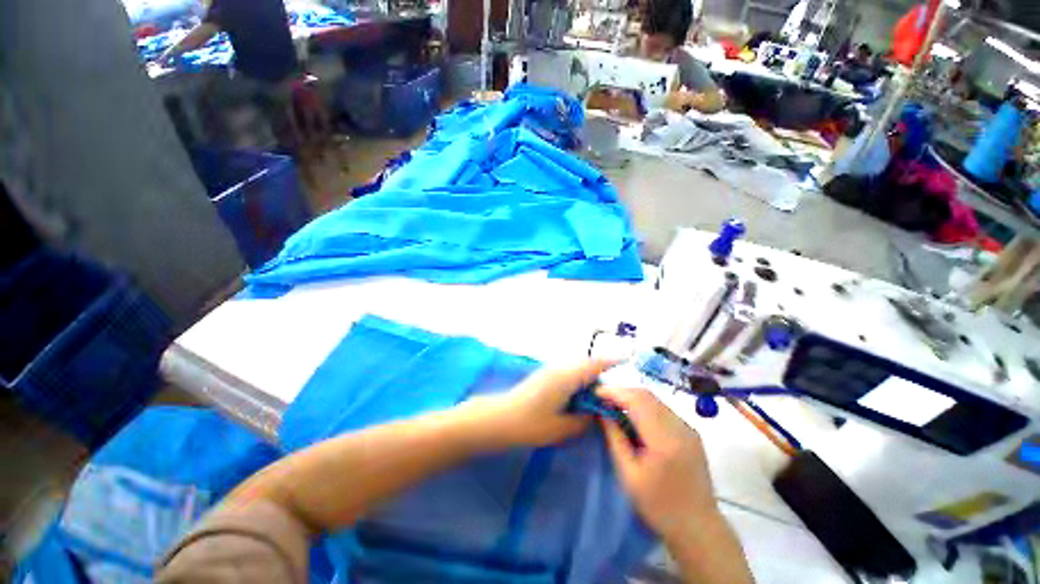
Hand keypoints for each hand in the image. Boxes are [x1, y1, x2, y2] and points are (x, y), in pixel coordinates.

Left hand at [474, 360, 613, 447]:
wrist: (499, 418)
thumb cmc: (530, 423)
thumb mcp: (562, 427)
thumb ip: (584, 420)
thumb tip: (597, 413)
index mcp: (567, 377)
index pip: (594, 365)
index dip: (612, 362)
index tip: (628, 363)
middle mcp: (560, 369)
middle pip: (586, 364)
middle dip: (602, 372)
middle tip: (615, 390)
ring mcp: (550, 371)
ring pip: (576, 368)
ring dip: (589, 377)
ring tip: (599, 395)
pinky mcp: (544, 376)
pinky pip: (568, 373)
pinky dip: (578, 380)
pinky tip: (579, 396)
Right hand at [597, 386, 716, 540]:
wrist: (698, 527)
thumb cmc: (658, 505)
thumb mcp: (628, 474)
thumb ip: (615, 438)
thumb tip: (603, 411)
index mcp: (664, 440)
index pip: (637, 400)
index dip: (615, 392)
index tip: (596, 393)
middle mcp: (679, 427)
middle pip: (646, 395)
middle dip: (622, 392)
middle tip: (603, 398)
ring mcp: (688, 428)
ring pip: (655, 399)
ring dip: (633, 397)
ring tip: (615, 405)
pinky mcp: (691, 432)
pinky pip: (663, 409)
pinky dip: (645, 406)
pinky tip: (634, 416)